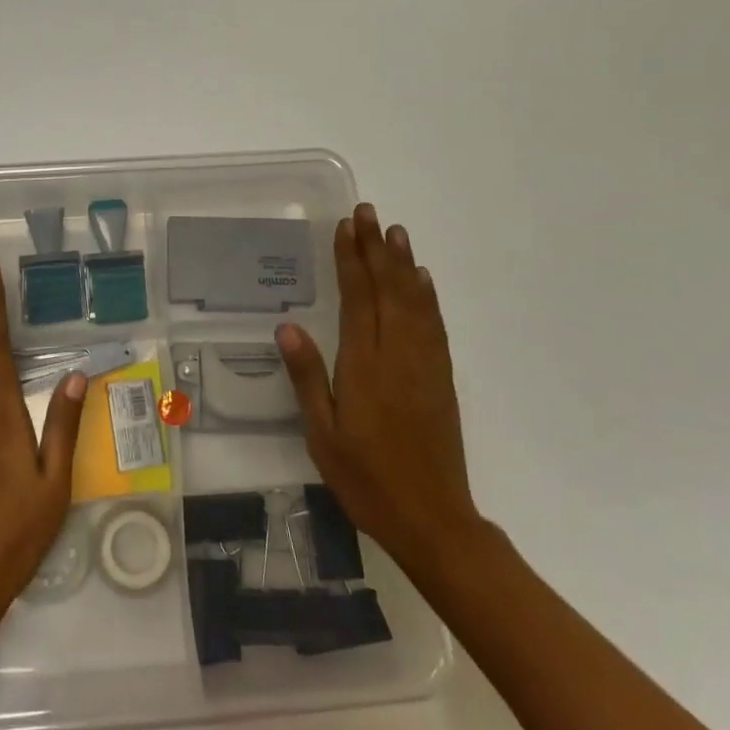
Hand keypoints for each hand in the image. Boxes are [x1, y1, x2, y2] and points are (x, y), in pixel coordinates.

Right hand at [276, 204, 483, 572]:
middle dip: (376, 248)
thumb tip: (287, 327)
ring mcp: (424, 364)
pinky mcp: (442, 378)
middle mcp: (397, 353)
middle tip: (367, 213)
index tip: (346, 226)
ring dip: (403, 263)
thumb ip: (308, 377)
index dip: (351, 259)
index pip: (357, 297)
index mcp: (364, 364)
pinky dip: (427, 296)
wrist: (432, 517)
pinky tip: (422, 280)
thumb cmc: (366, 478)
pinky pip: (434, 324)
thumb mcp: (322, 434)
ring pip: (414, 300)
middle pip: (388, 289)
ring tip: (394, 231)